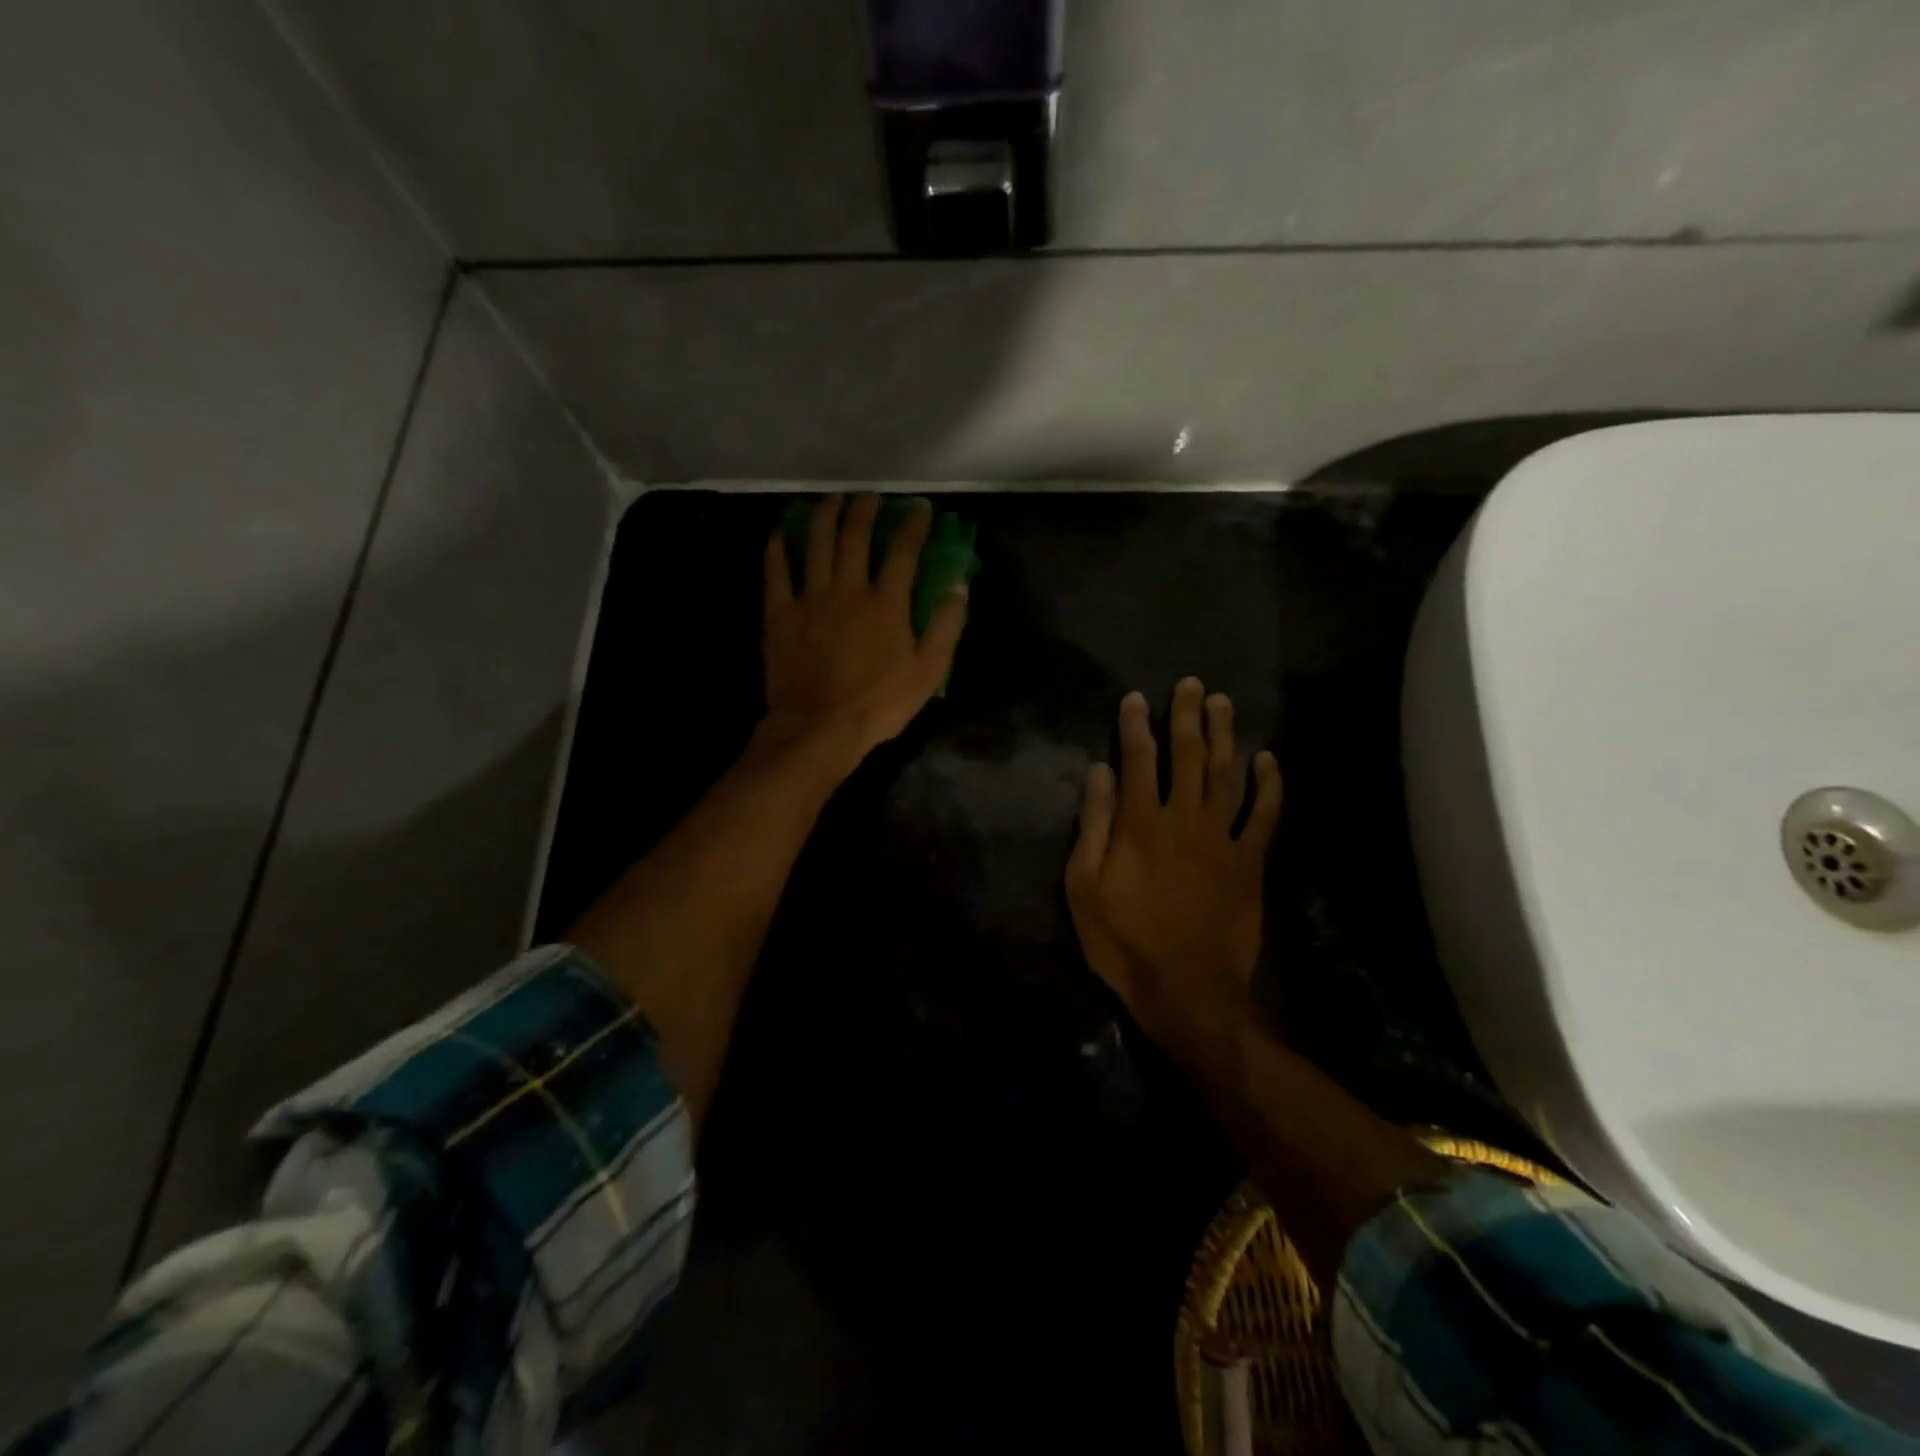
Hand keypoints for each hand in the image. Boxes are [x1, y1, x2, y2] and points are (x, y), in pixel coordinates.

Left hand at [761, 494, 967, 763]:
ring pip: (815, 542)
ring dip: (824, 514)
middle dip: (866, 508)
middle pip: (856, 535)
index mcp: (887, 603)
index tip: (920, 507)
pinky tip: (780, 531)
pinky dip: (778, 547)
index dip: (914, 524)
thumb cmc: (879, 704)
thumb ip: (946, 626)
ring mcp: (810, 598)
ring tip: (832, 499)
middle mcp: (848, 589)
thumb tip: (959, 584)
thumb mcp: (929, 672)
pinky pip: (776, 571)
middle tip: (871, 496)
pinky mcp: (780, 614)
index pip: (904, 550)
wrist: (820, 728)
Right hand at [1064, 679, 1281, 1053]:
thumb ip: (1094, 825)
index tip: (1136, 698)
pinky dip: (1268, 786)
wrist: (1187, 990)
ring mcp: (1222, 839)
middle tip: (1192, 685)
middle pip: (1188, 756)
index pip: (1138, 759)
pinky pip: (1263, 815)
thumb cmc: (1124, 941)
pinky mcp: (1250, 862)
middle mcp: (1184, 818)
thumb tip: (1099, 771)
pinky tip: (1268, 760)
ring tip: (1224, 703)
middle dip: (1188, 717)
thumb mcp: (1085, 887)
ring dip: (1226, 736)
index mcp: (1141, 823)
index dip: (1136, 726)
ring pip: (1227, 775)